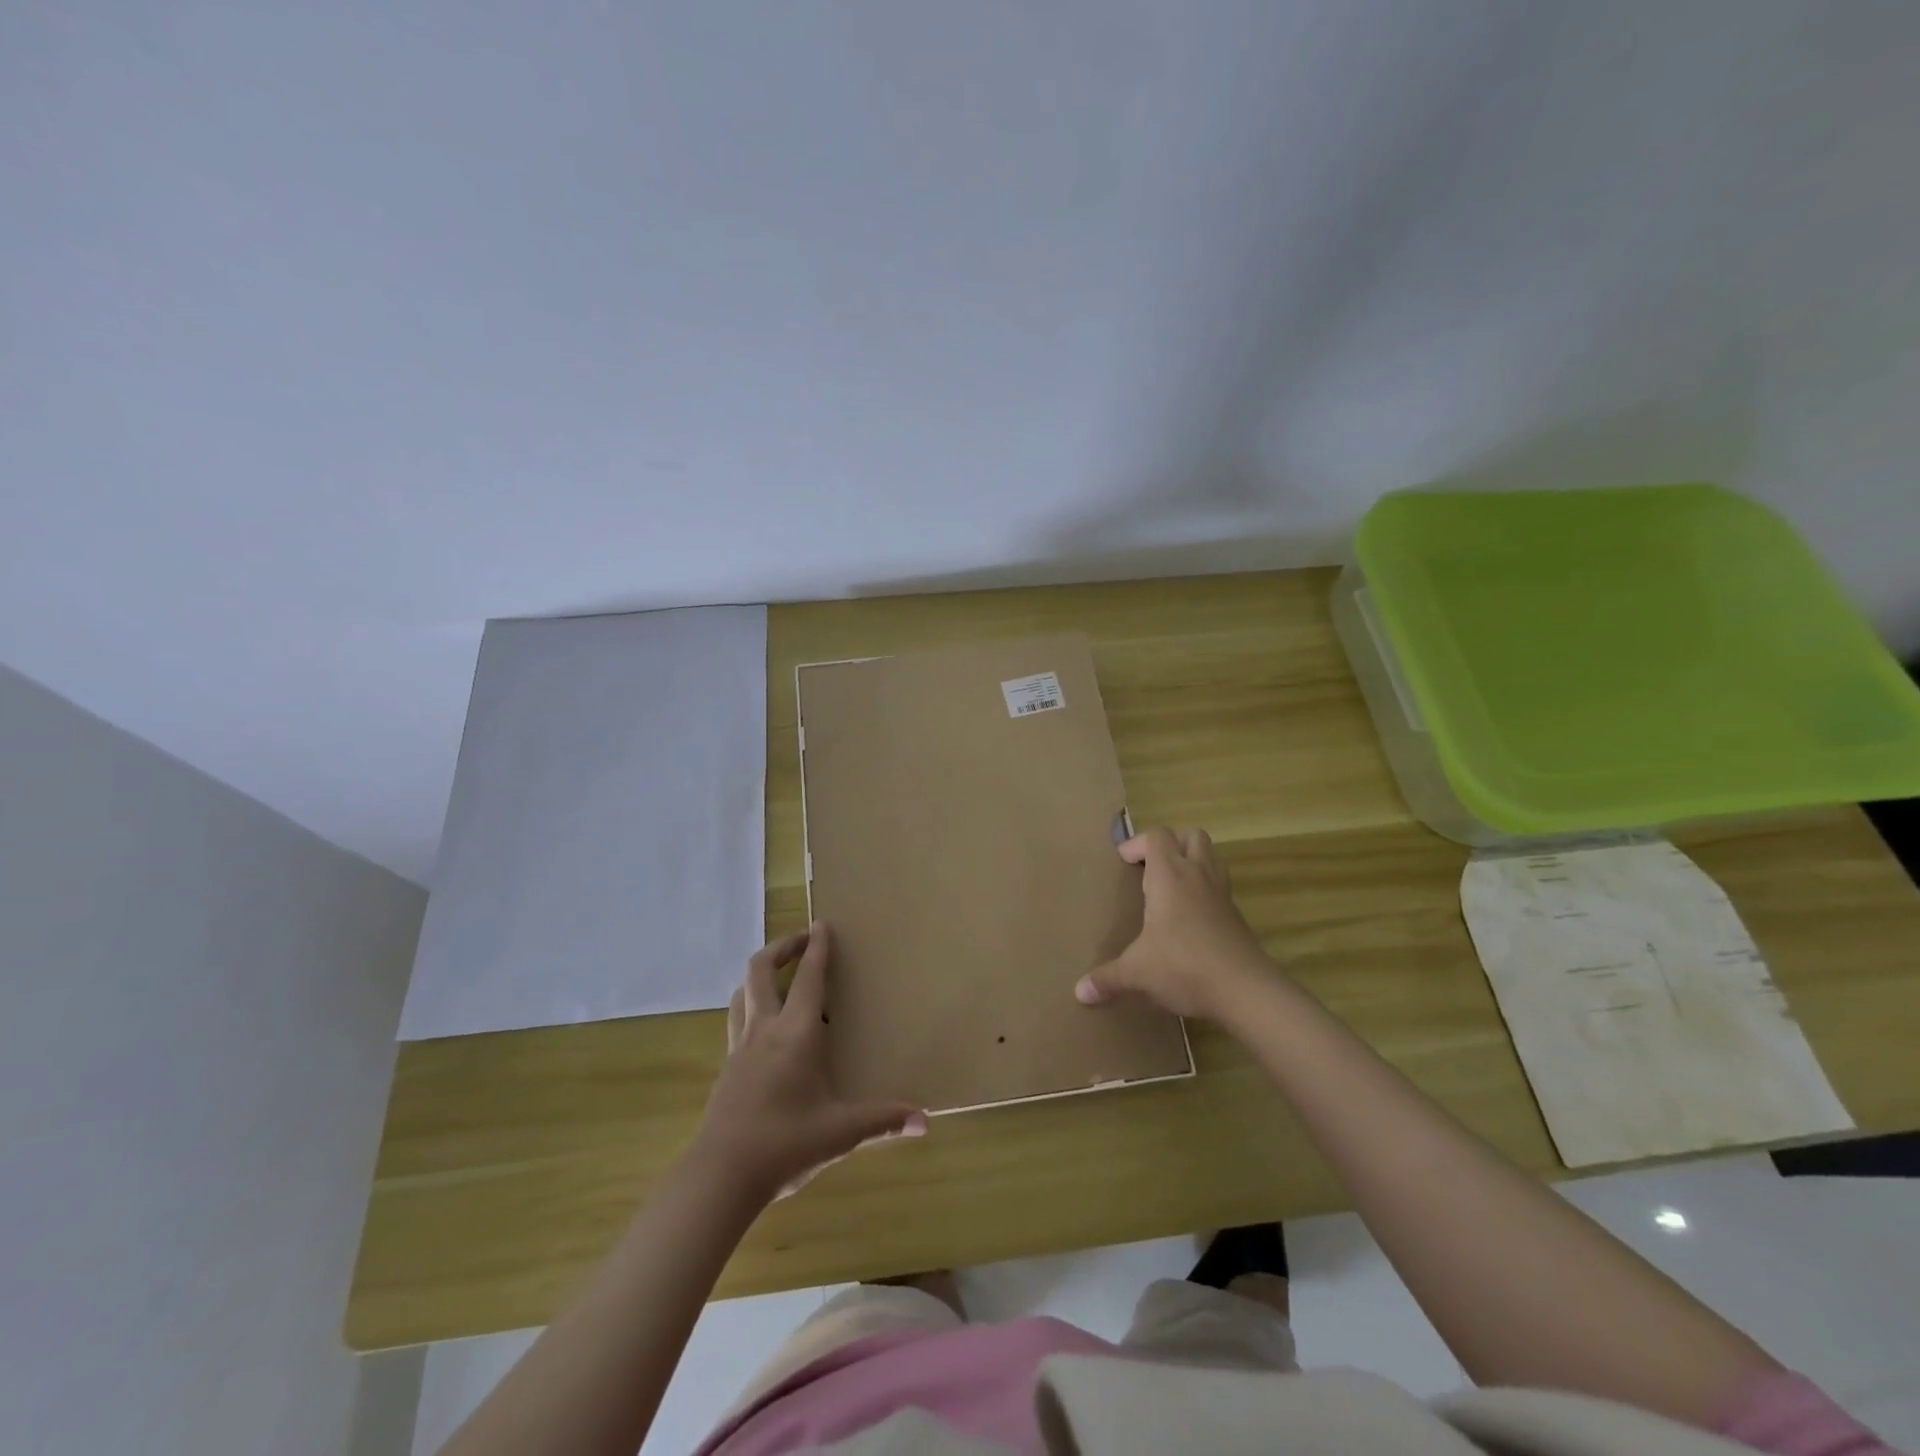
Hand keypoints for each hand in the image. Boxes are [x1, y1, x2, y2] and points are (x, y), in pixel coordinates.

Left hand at [692, 925, 925, 1201]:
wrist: (719, 1177)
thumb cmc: (785, 1144)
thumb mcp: (840, 1132)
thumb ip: (882, 1121)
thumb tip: (924, 1121)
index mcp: (796, 1034)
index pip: (809, 978)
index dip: (817, 948)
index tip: (822, 924)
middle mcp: (764, 1030)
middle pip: (760, 969)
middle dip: (781, 947)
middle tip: (801, 940)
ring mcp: (739, 1048)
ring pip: (742, 993)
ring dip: (761, 975)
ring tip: (779, 978)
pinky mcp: (726, 1069)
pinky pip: (737, 1021)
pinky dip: (752, 1007)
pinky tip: (765, 1030)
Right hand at [1074, 826, 1273, 1021]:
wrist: (1246, 991)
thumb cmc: (1184, 966)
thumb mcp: (1137, 973)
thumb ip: (1107, 978)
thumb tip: (1080, 992)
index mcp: (1170, 877)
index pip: (1156, 836)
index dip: (1137, 843)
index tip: (1123, 862)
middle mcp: (1198, 876)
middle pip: (1191, 836)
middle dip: (1171, 844)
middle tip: (1151, 867)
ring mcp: (1222, 894)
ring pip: (1212, 857)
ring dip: (1192, 861)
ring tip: (1171, 886)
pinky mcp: (1236, 916)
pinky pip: (1220, 887)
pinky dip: (1205, 890)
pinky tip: (1190, 917)